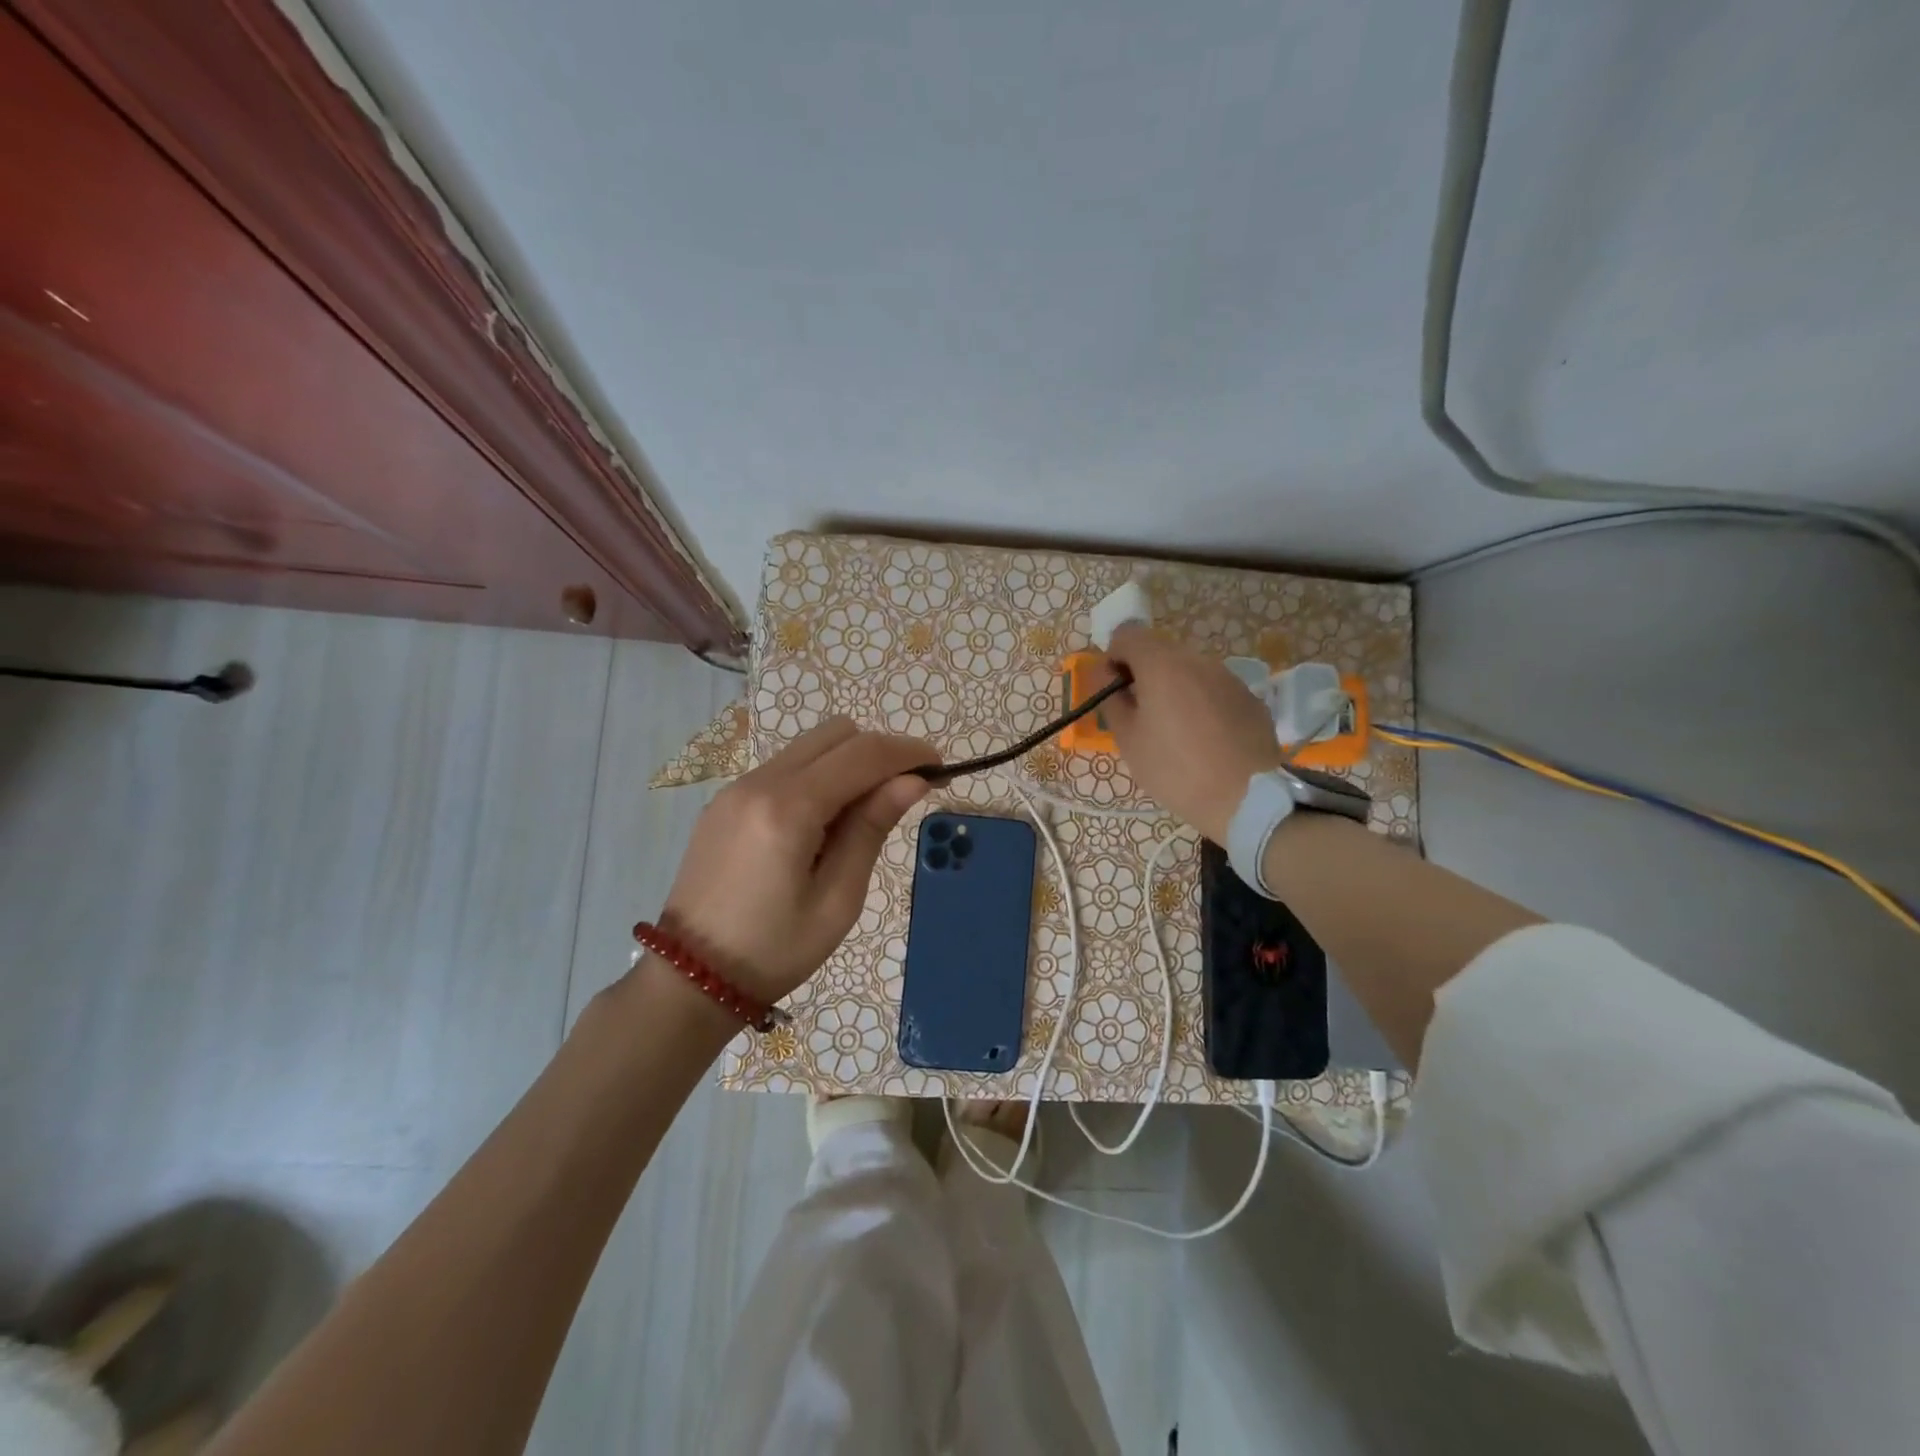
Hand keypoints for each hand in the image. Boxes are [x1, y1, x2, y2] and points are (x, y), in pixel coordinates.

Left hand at [661, 718, 934, 1001]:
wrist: (688, 979)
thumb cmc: (774, 951)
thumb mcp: (837, 899)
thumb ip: (872, 829)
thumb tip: (913, 781)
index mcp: (788, 808)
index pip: (863, 754)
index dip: (908, 753)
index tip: (940, 768)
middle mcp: (759, 782)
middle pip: (836, 734)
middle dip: (879, 752)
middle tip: (902, 794)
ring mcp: (736, 787)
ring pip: (809, 746)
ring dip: (847, 762)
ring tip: (862, 815)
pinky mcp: (725, 801)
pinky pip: (784, 767)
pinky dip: (817, 777)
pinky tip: (822, 823)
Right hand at [1098, 624, 1282, 843]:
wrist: (1248, 798)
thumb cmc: (1176, 770)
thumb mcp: (1128, 740)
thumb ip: (1112, 700)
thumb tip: (1106, 676)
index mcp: (1162, 665)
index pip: (1127, 634)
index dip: (1113, 658)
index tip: (1115, 691)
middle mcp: (1198, 660)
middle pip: (1160, 651)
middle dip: (1144, 674)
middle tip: (1141, 716)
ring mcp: (1229, 677)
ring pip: (1189, 671)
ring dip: (1175, 689)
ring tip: (1175, 731)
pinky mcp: (1250, 698)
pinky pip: (1214, 690)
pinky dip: (1202, 704)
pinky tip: (1205, 740)